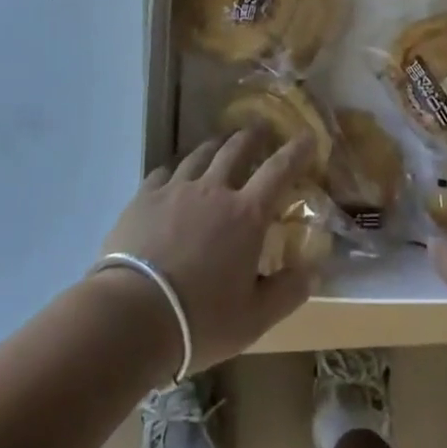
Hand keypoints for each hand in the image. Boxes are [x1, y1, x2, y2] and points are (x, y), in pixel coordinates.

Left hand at [101, 130, 315, 371]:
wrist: (132, 315)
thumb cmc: (200, 320)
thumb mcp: (254, 318)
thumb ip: (287, 292)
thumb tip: (314, 271)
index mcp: (246, 215)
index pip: (279, 171)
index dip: (296, 151)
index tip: (307, 135)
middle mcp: (213, 190)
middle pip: (236, 150)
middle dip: (253, 136)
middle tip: (261, 127)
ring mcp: (175, 190)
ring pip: (199, 154)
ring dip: (216, 145)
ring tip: (221, 141)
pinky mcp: (143, 197)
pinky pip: (164, 171)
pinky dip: (177, 167)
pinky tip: (175, 171)